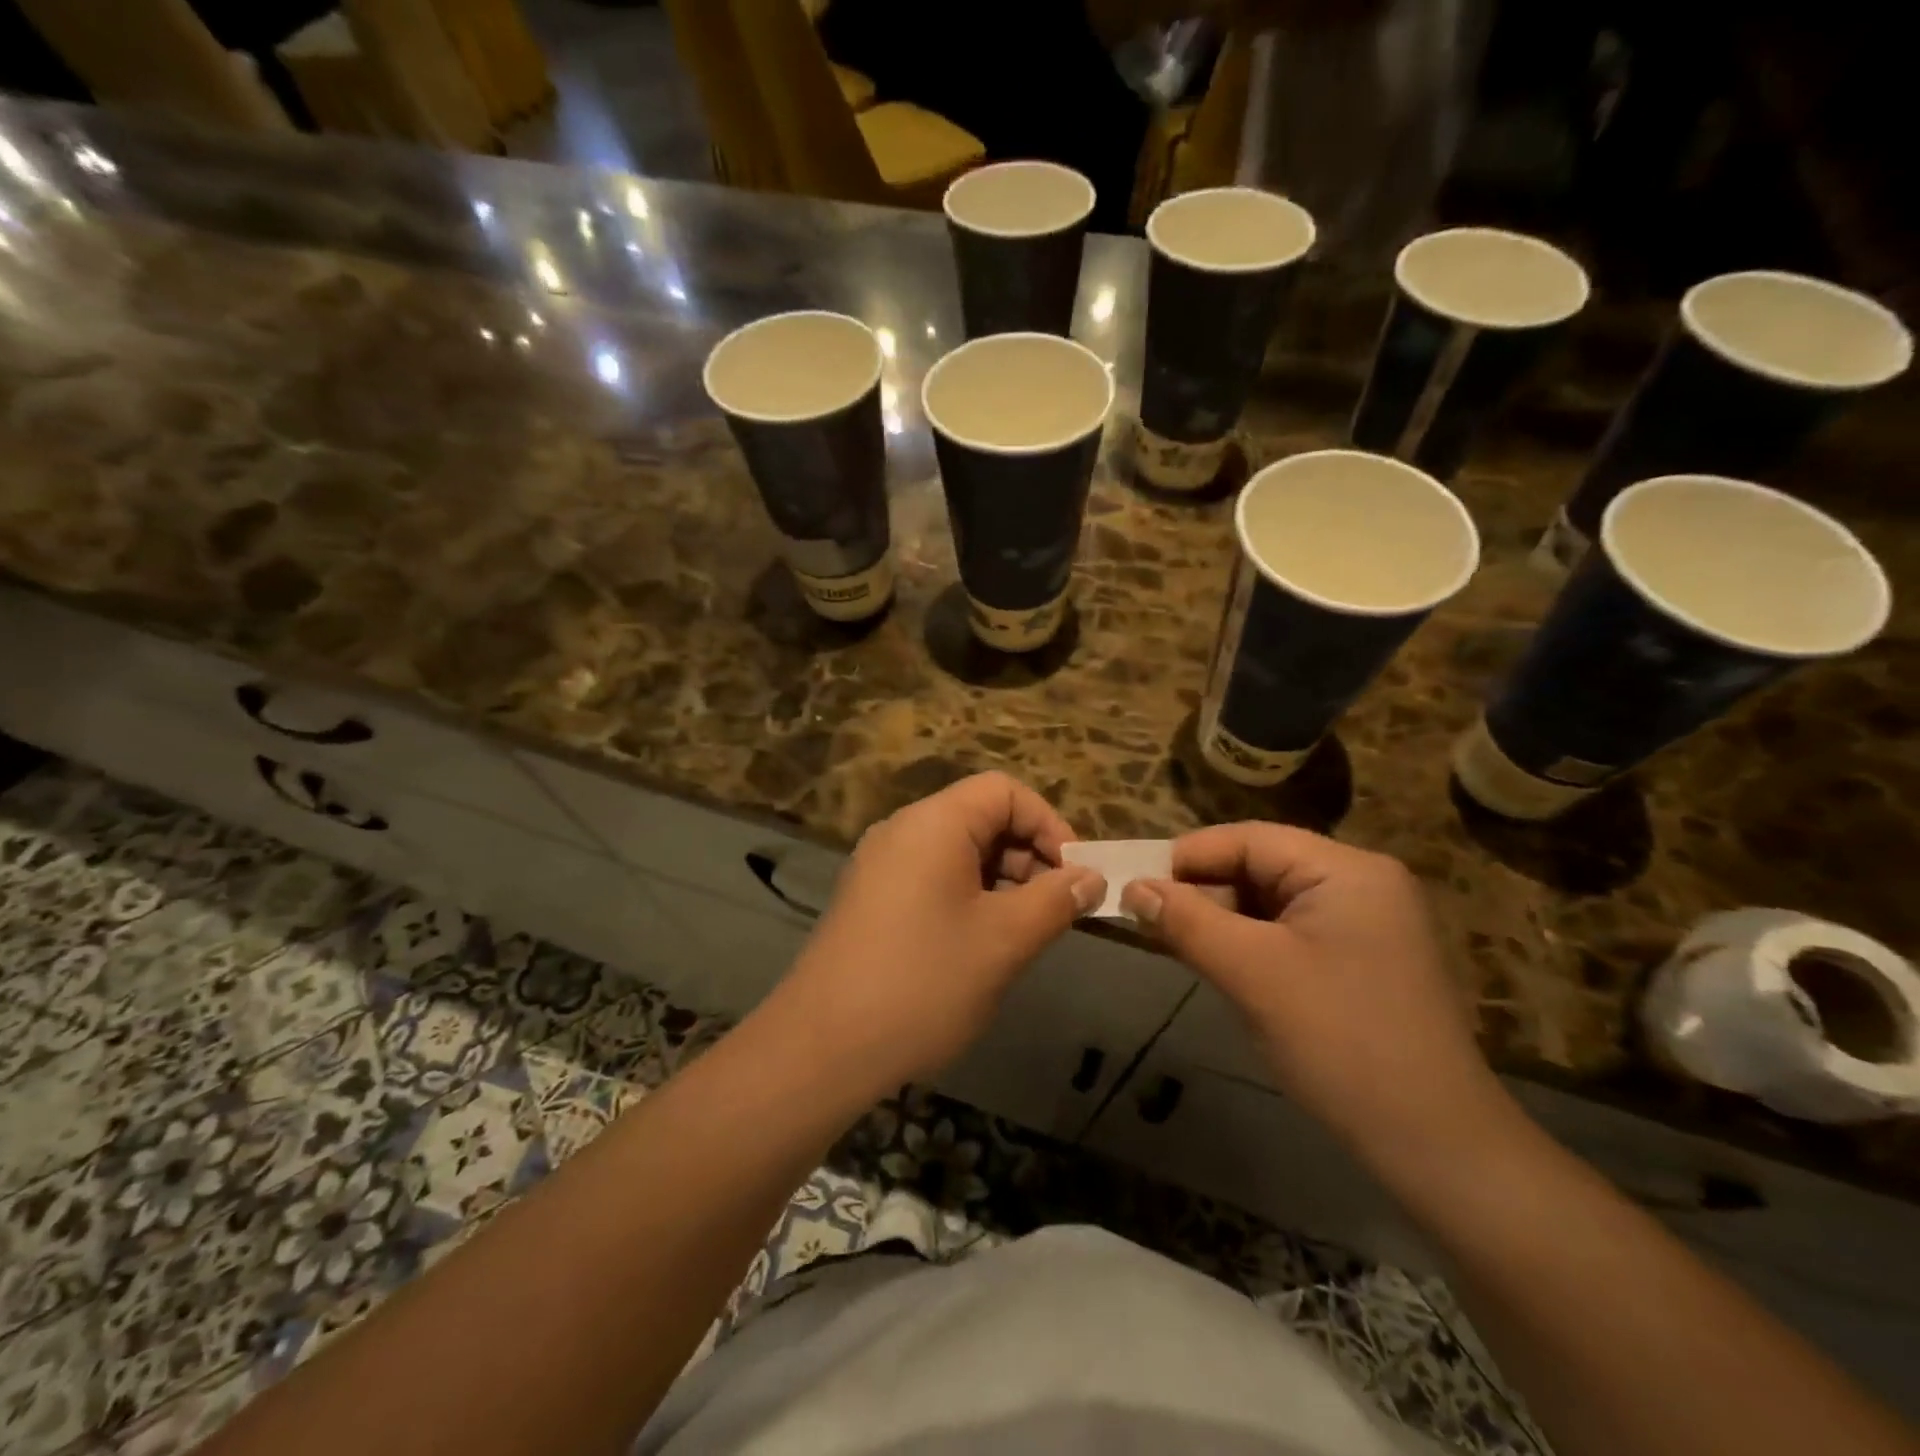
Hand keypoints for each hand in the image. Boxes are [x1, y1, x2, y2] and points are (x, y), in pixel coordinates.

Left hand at [775, 773, 1104, 1088]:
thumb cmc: (924, 983)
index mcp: (933, 823)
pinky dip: (968, 898)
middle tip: (1055, 910)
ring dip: (1001, 882)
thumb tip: (1090, 878)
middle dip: (1028, 856)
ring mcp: (881, 865)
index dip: (1048, 824)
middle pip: (981, 818)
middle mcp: (902, 831)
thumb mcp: (1004, 940)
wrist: (822, 1047)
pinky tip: (980, 946)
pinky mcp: (871, 899)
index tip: (1075, 875)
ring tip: (1023, 933)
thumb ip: (1056, 900)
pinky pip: (932, 878)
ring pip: (958, 852)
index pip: (1004, 790)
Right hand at [1121, 824, 1503, 1162]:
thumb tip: (1133, 887)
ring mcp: (1368, 924)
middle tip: (1150, 921)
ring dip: (1222, 920)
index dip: (1187, 858)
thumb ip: (1187, 920)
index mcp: (1346, 870)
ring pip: (1272, 902)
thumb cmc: (1340, 1043)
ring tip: (1178, 945)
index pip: (1249, 839)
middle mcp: (1362, 884)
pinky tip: (1222, 967)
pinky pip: (1291, 933)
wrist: (1436, 1146)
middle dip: (1203, 892)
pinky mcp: (1363, 961)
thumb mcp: (1251, 973)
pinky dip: (1250, 944)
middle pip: (1261, 866)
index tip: (1136, 887)